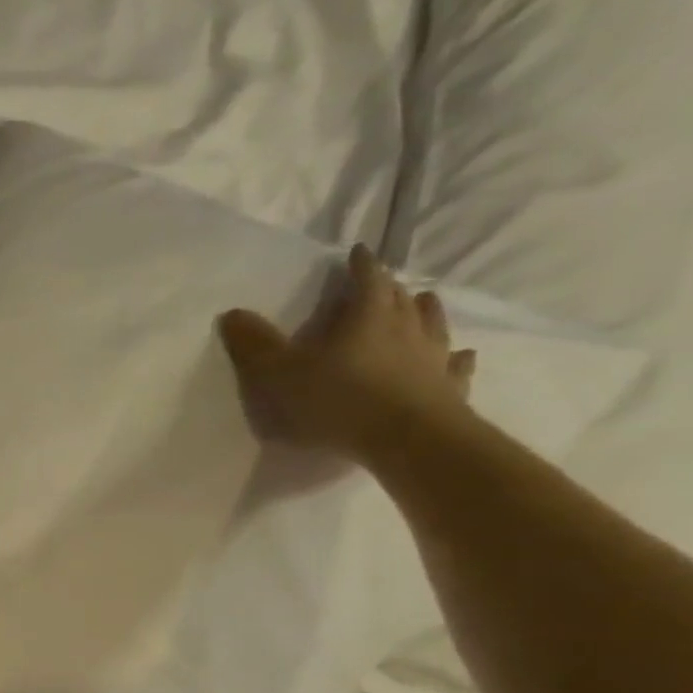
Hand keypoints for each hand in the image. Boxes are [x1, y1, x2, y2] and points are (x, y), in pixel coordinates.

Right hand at [218, 244, 476, 461]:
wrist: (406, 439)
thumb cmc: (337, 400)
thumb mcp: (279, 374)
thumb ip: (254, 344)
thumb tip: (232, 312)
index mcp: (368, 315)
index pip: (367, 278)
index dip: (360, 264)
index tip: (357, 252)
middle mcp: (407, 327)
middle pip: (401, 297)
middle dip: (390, 287)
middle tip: (383, 282)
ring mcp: (434, 357)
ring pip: (433, 323)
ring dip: (426, 311)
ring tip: (424, 303)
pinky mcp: (449, 387)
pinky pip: (456, 365)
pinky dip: (456, 356)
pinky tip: (460, 355)